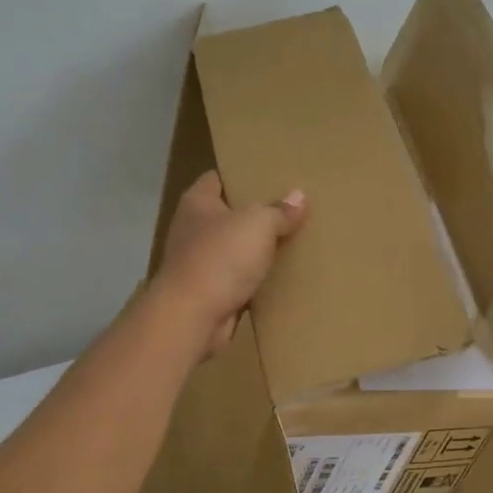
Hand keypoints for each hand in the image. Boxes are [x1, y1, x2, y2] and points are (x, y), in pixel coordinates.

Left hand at [149, 172, 307, 360]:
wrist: (192, 317)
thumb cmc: (220, 258)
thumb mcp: (258, 224)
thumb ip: (279, 210)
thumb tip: (299, 196)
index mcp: (197, 202)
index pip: (218, 178)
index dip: (242, 175)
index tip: (271, 176)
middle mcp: (193, 229)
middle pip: (229, 214)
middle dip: (256, 214)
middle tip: (292, 208)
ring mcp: (199, 262)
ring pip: (235, 249)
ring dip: (257, 250)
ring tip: (293, 241)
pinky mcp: (209, 292)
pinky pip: (238, 279)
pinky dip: (255, 280)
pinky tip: (281, 276)